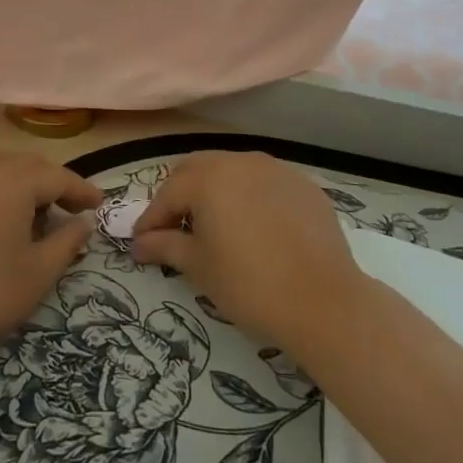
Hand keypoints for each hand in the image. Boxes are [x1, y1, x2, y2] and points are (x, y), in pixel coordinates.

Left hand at [0, 152, 103, 369]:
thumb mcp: (37, 274)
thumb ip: (67, 242)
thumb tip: (83, 222)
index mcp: (12, 183)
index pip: (58, 176)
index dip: (82, 190)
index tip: (100, 206)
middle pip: (27, 164)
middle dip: (53, 182)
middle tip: (71, 209)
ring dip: (22, 184)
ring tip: (35, 214)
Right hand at [131, 151, 365, 358]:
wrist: (324, 301)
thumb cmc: (249, 284)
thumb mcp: (199, 266)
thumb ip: (165, 246)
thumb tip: (139, 244)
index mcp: (208, 178)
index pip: (168, 194)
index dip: (151, 219)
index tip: (141, 243)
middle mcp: (240, 162)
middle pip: (197, 169)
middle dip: (180, 195)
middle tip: (173, 228)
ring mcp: (276, 170)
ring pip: (233, 170)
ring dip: (216, 191)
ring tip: (214, 225)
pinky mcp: (304, 186)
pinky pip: (265, 183)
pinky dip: (250, 197)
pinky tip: (254, 227)